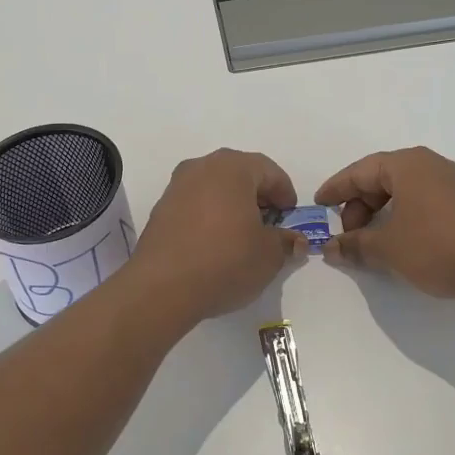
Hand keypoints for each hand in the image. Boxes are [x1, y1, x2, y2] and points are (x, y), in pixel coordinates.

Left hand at [127, 149, 305, 322]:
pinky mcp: (160, 210)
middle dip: (258, 197)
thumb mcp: (269, 255)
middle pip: (240, 174)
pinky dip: (210, 216)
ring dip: (233, 205)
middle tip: (270, 225)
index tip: (291, 218)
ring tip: (243, 236)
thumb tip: (293, 240)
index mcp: (232, 168)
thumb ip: (285, 241)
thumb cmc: (225, 261)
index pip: (269, 171)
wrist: (162, 287)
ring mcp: (176, 187)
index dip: (285, 194)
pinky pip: (195, 204)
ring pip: (215, 188)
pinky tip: (216, 243)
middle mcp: (202, 167)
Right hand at [316, 147, 454, 313]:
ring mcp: (454, 186)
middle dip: (360, 206)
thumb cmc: (438, 247)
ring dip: (382, 216)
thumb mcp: (388, 248)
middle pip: (383, 180)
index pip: (361, 170)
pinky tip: (401, 247)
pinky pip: (425, 207)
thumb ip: (355, 245)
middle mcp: (432, 167)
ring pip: (405, 194)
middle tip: (348, 234)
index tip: (318, 205)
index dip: (336, 188)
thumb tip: (330, 248)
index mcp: (409, 165)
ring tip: (372, 244)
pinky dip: (405, 221)